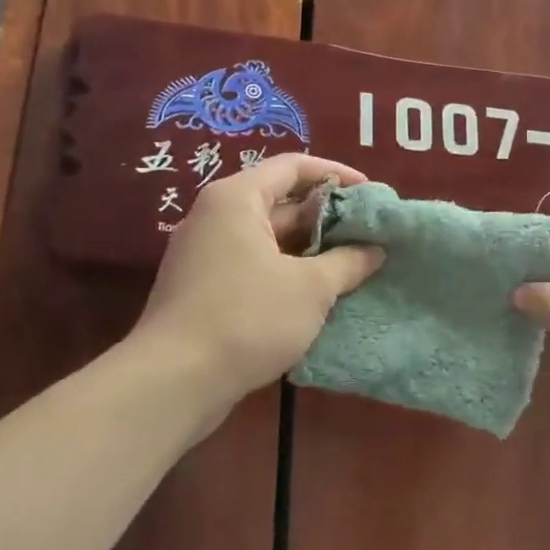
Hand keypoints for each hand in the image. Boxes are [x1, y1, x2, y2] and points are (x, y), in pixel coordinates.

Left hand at [131, 154, 383, 413]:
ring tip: (353, 264)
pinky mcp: (203, 288)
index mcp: (237, 199)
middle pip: (280, 201)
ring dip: (311, 248)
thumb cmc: (247, 318)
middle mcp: (216, 217)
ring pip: (268, 238)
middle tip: (369, 234)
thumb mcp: (311, 288)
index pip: (293, 166)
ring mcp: (206, 254)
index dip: (336, 174)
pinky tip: (319, 294)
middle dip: (327, 217)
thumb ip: (348, 262)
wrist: (173, 382)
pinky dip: (287, 271)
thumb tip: (376, 250)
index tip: (371, 194)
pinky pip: (254, 264)